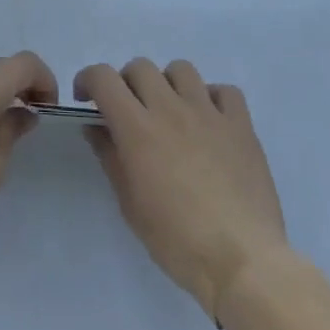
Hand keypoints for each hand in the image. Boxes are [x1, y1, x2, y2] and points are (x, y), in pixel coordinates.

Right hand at [76, 58, 288, 321]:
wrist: (243, 262)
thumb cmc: (177, 240)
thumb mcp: (130, 204)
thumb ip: (110, 157)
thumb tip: (96, 127)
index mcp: (138, 128)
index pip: (103, 77)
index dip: (88, 79)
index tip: (86, 100)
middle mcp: (171, 109)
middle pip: (141, 67)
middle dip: (127, 83)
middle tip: (129, 111)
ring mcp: (209, 113)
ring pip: (181, 69)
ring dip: (168, 84)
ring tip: (171, 111)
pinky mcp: (241, 126)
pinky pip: (225, 91)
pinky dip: (212, 98)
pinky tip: (210, 123)